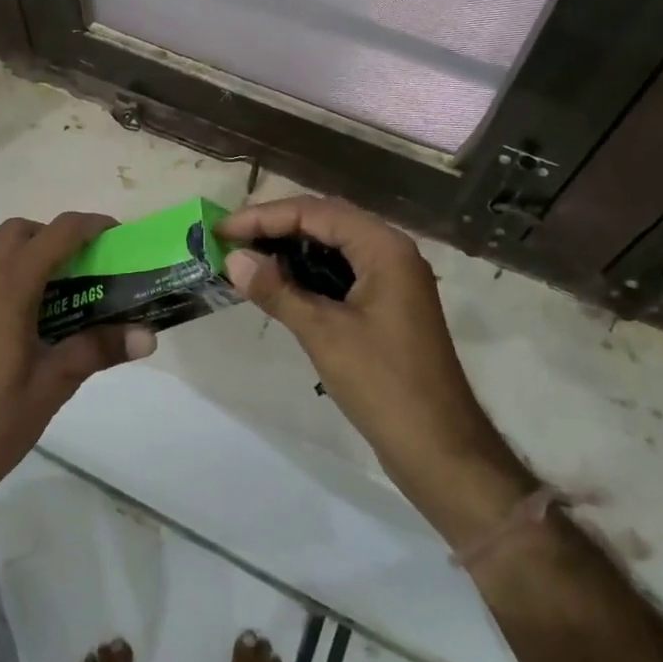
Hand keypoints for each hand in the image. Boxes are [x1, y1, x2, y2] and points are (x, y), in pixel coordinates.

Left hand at [0, 213, 154, 528]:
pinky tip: (20, 313)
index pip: (54, 235)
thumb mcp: (53, 385)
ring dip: (24, 249)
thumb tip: (147, 336)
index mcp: (8, 290)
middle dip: (55, 236)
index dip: (88, 226)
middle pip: (19, 231)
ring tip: (52, 287)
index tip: (115, 235)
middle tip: (83, 267)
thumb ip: (98, 350)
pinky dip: (2, 269)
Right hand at [218, 197, 527, 538]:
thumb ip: (277, 291)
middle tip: (231, 238)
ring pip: (334, 245)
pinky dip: (309, 271)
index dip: (265, 217)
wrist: (441, 449)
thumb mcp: (324, 334)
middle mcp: (391, 251)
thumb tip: (233, 259)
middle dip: (276, 226)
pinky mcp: (388, 303)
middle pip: (326, 220)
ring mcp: (393, 278)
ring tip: (247, 256)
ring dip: (291, 247)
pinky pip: (343, 270)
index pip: (315, 212)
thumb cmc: (384, 384)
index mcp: (384, 247)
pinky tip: (280, 283)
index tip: (222, 229)